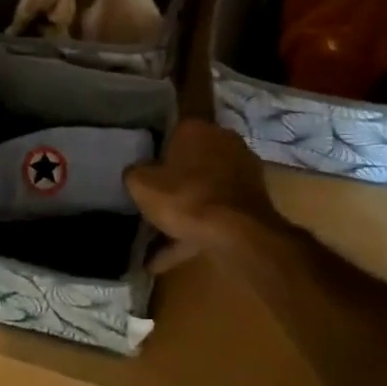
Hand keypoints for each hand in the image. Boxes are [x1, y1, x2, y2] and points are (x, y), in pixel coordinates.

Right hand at [125, 119, 284, 268]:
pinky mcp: (253, 199)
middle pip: (189, 164)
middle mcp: (223, 141)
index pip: (169, 137)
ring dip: (184, 213)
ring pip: (204, 192)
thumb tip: (136, 172)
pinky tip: (171, 256)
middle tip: (153, 207)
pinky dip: (197, 231)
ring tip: (158, 242)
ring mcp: (242, 171)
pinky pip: (217, 213)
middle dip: (173, 186)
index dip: (154, 159)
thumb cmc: (186, 198)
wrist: (238, 233)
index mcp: (195, 129)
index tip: (145, 180)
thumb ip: (134, 173)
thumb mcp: (141, 185)